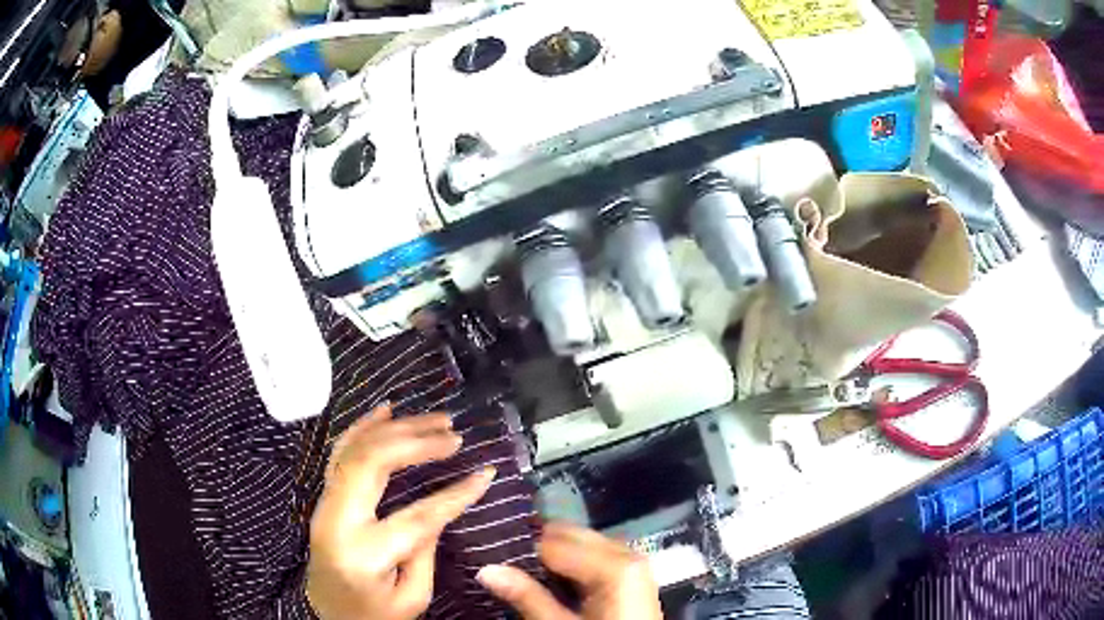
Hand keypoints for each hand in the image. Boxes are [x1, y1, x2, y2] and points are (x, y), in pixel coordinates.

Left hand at [306, 404, 494, 619]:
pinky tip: (386, 410)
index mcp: (363, 553)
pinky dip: (363, 426)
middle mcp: (337, 519)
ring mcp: (325, 503)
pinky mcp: (324, 497)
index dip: (455, 494)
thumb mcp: (411, 597)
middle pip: (373, 463)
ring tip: (435, 420)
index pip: (417, 516)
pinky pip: (340, 452)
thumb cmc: (373, 613)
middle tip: (454, 435)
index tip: (486, 473)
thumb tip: (441, 509)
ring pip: (355, 449)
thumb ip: (425, 552)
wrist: (328, 612)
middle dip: (417, 442)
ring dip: (396, 428)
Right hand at [477, 522, 662, 619]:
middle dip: (537, 547)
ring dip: (554, 554)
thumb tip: (485, 569)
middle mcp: (625, 552)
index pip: (551, 542)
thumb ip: (526, 596)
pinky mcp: (632, 571)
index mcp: (613, 565)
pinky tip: (555, 580)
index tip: (492, 558)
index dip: (519, 550)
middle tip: (505, 564)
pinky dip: (573, 562)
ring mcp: (632, 559)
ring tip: (525, 573)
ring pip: (581, 541)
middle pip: (569, 534)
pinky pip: (595, 553)